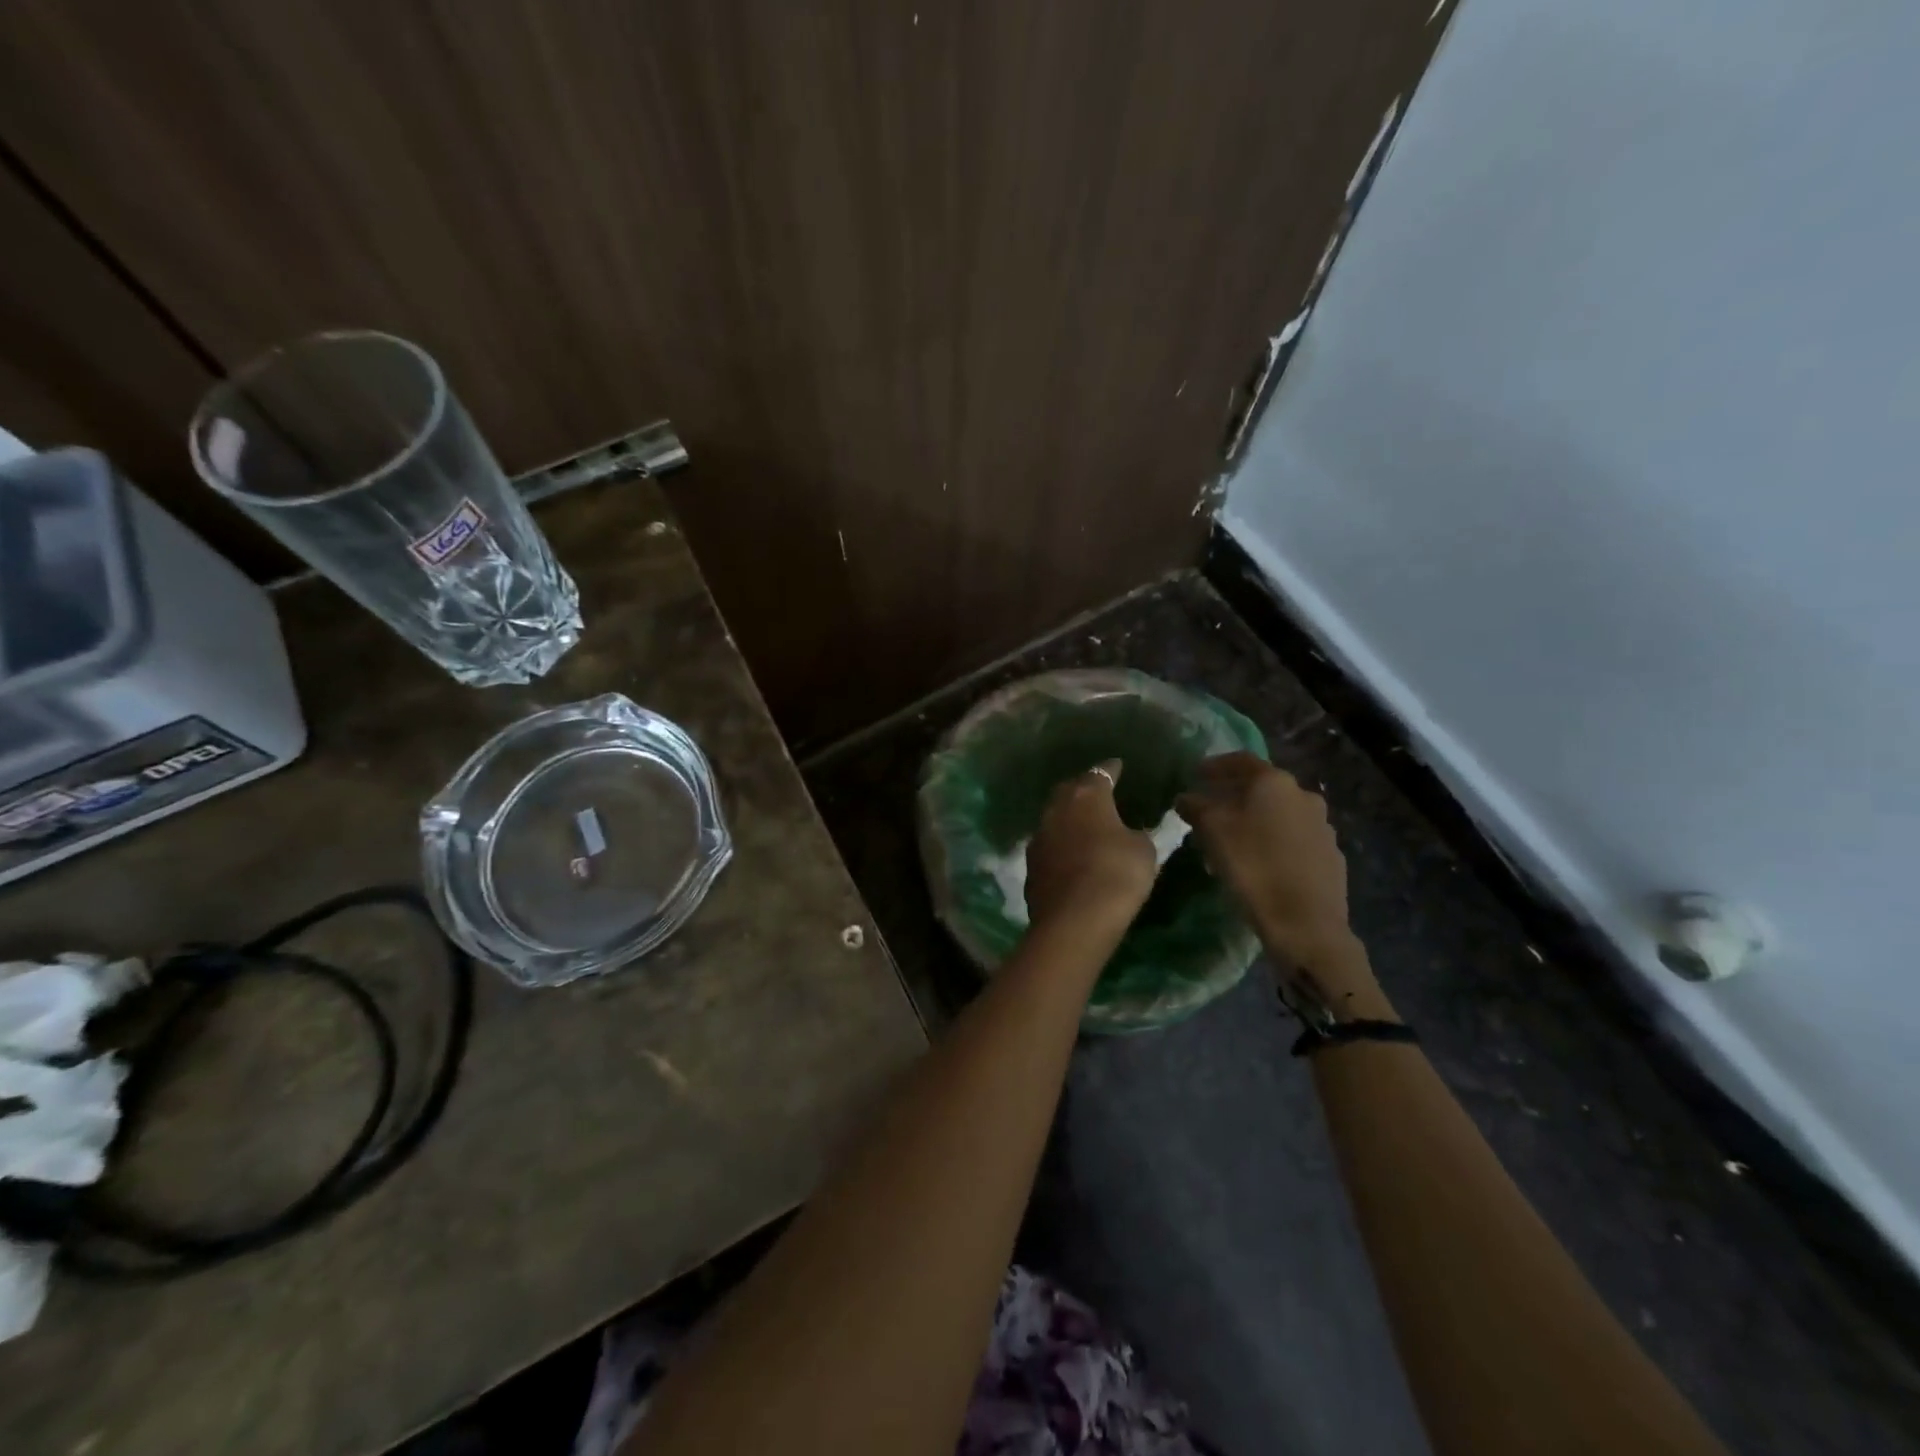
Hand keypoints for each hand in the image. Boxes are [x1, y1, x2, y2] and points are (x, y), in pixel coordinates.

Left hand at [1024, 760, 1156, 930]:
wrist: (1074, 920)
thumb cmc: (1116, 874)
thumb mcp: (1143, 851)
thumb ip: (1136, 834)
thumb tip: (1128, 833)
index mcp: (1086, 796)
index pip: (1100, 773)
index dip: (1111, 769)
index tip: (1118, 766)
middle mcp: (1056, 810)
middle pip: (1069, 791)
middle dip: (1083, 789)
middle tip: (1098, 792)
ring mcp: (1039, 837)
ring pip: (1054, 818)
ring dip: (1068, 819)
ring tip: (1084, 825)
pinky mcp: (1030, 866)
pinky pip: (1049, 846)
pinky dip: (1061, 846)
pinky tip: (1071, 855)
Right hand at [1176, 754, 1355, 972]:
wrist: (1306, 924)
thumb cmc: (1252, 866)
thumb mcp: (1212, 831)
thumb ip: (1196, 807)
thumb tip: (1186, 797)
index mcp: (1274, 782)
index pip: (1240, 760)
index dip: (1214, 766)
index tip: (1195, 775)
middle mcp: (1303, 796)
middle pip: (1262, 788)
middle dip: (1234, 796)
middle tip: (1211, 811)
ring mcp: (1322, 826)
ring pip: (1279, 814)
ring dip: (1255, 821)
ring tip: (1233, 841)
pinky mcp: (1331, 856)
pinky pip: (1295, 840)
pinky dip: (1274, 842)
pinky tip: (1260, 863)